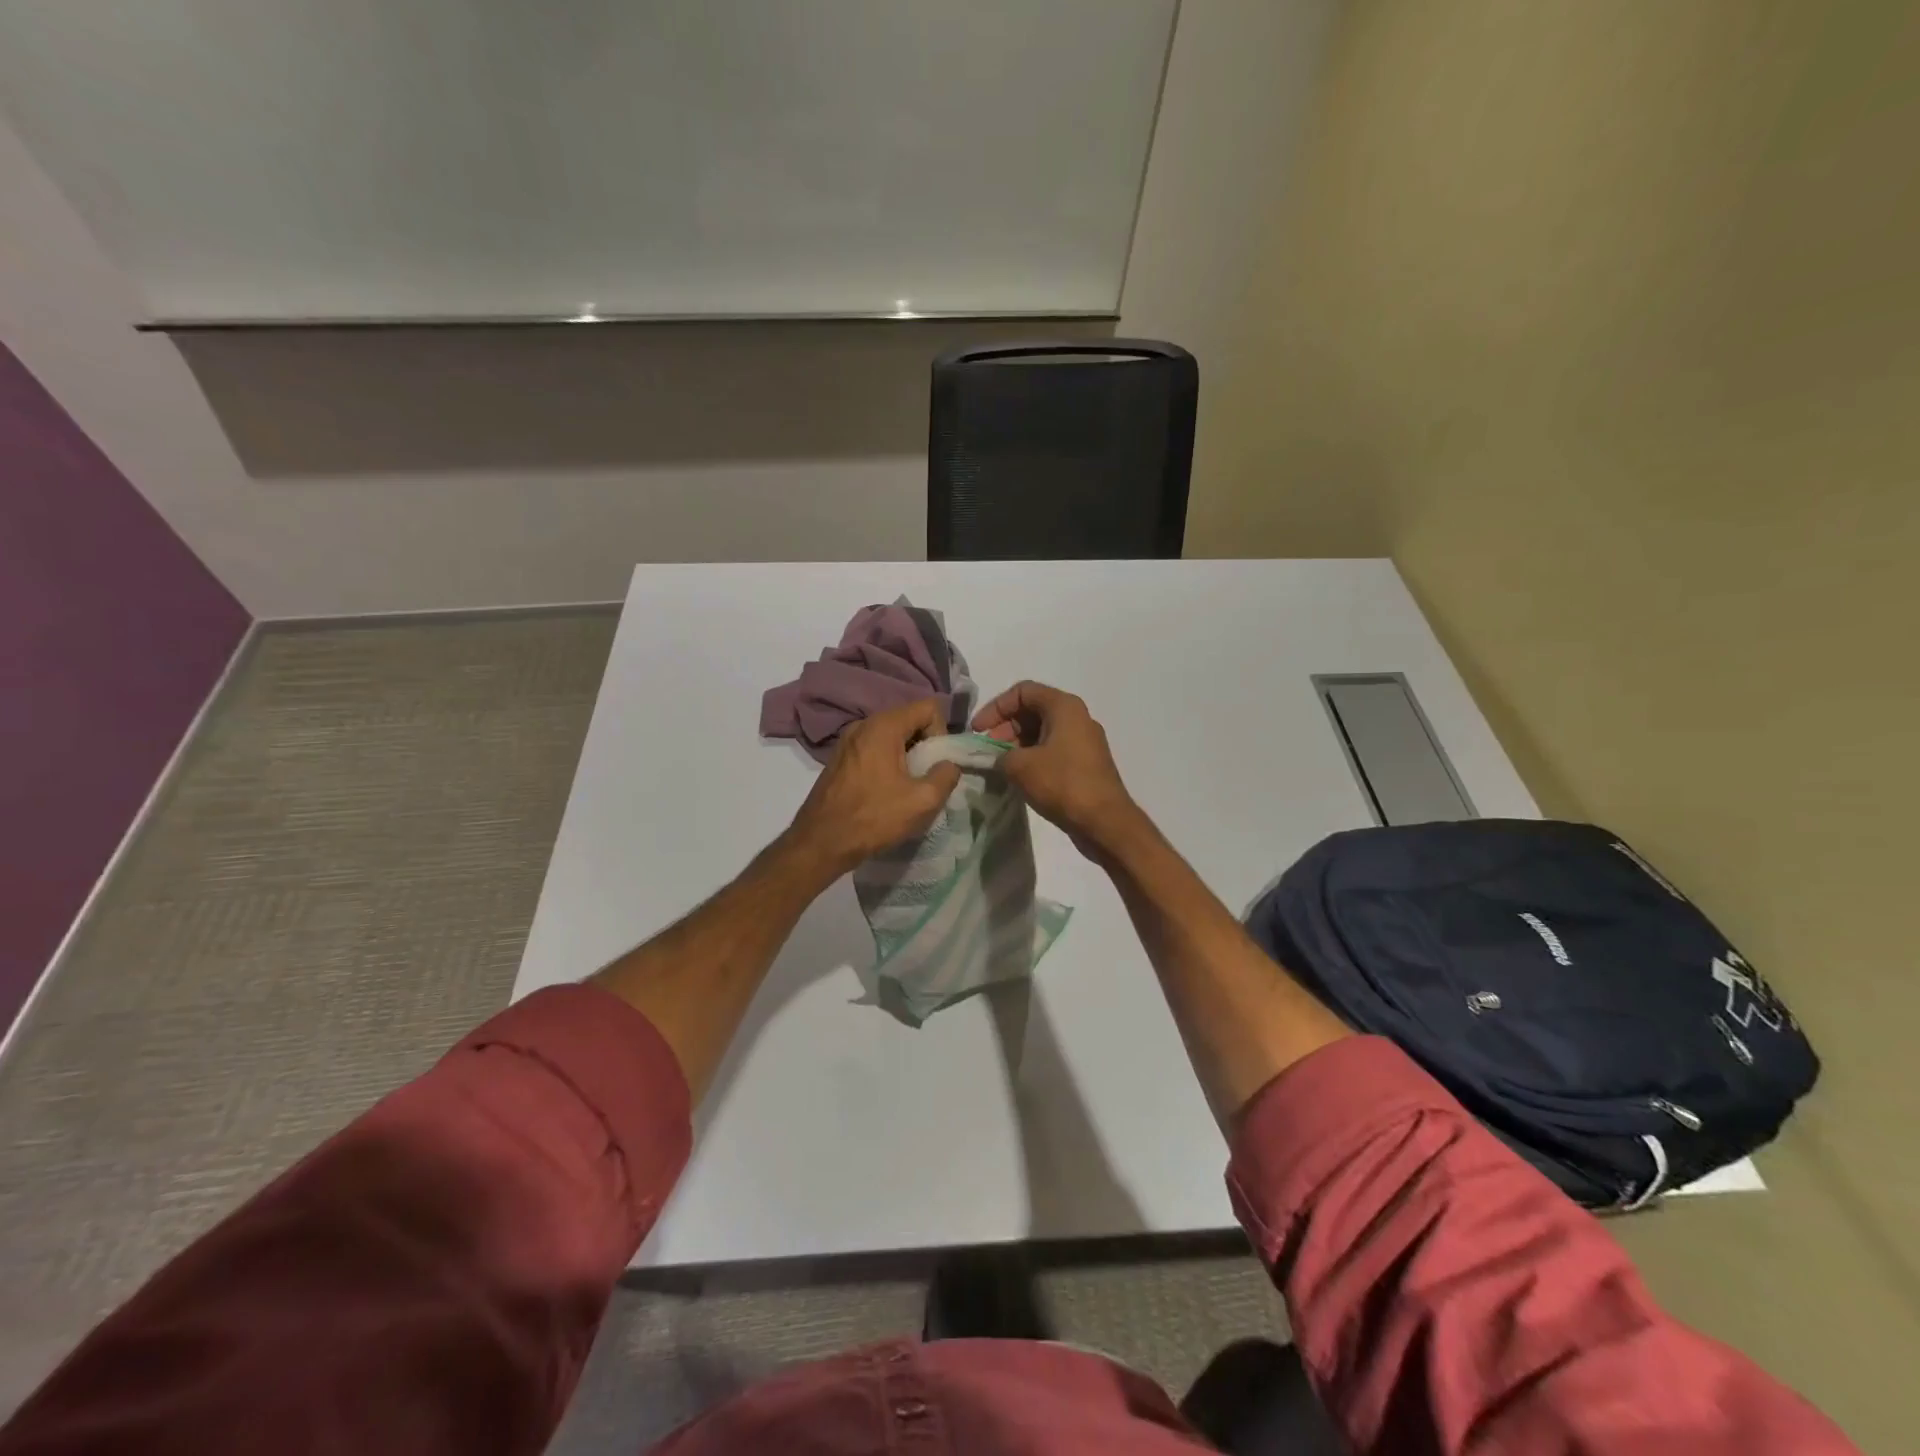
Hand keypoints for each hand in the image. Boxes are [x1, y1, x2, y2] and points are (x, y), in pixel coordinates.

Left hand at [785, 699, 961, 876]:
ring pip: (891, 736)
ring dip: (906, 756)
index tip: (934, 764)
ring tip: (906, 788)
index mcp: (883, 726)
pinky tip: (885, 792)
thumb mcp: (923, 800)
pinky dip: (887, 763)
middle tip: (924, 778)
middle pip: (909, 719)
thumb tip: (949, 765)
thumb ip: (946, 775)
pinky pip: (874, 748)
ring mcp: (847, 740)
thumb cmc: (873, 818)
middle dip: (924, 745)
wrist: (821, 842)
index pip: (929, 707)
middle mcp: (863, 724)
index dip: (941, 733)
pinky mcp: (840, 758)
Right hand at [972, 682, 1138, 854]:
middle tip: (987, 750)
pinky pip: (1053, 750)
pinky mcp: (1086, 763)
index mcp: (1064, 706)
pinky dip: (1032, 757)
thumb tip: (999, 759)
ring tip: (999, 766)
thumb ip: (1000, 755)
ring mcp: (1084, 741)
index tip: (978, 731)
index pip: (1022, 691)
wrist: (1104, 821)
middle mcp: (1077, 717)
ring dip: (1017, 744)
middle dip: (1005, 727)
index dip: (995, 707)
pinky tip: (1019, 777)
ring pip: (1043, 731)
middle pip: (1033, 710)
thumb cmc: (1063, 784)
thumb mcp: (1019, 766)